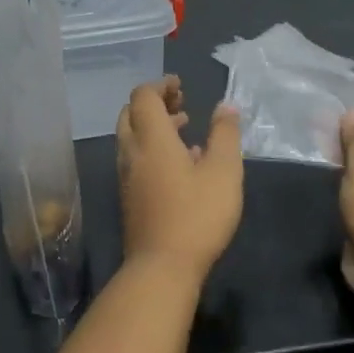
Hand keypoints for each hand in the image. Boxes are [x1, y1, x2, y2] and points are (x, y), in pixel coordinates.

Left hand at [116, 77, 242, 278]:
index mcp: (151, 139)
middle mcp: (132, 153)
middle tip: (181, 104)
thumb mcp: (224, 171)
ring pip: (131, 138)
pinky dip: (152, 149)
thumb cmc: (197, 215)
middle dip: (154, 103)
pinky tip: (180, 164)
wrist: (162, 267)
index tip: (181, 85)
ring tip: (184, 129)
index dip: (160, 85)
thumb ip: (225, 134)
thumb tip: (226, 106)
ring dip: (153, 127)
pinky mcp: (129, 198)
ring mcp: (127, 177)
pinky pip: (135, 160)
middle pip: (130, 114)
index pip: (143, 97)